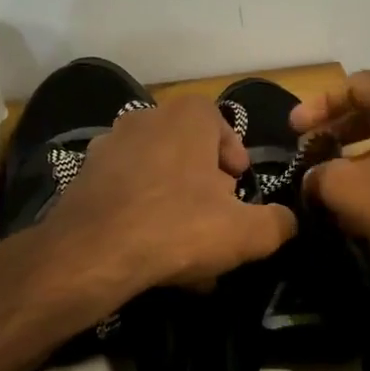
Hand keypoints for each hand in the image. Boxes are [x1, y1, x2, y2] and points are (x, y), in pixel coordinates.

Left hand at [44, 96, 297, 294]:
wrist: (91, 254)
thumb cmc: (178, 227)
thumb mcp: (247, 233)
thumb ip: (278, 223)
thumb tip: (287, 221)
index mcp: (187, 116)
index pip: (221, 125)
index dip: (234, 159)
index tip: (237, 191)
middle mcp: (145, 118)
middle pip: (188, 150)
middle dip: (204, 185)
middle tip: (214, 220)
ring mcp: (108, 145)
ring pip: (156, 173)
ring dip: (173, 202)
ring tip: (183, 246)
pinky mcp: (82, 177)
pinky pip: (126, 191)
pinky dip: (141, 214)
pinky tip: (149, 251)